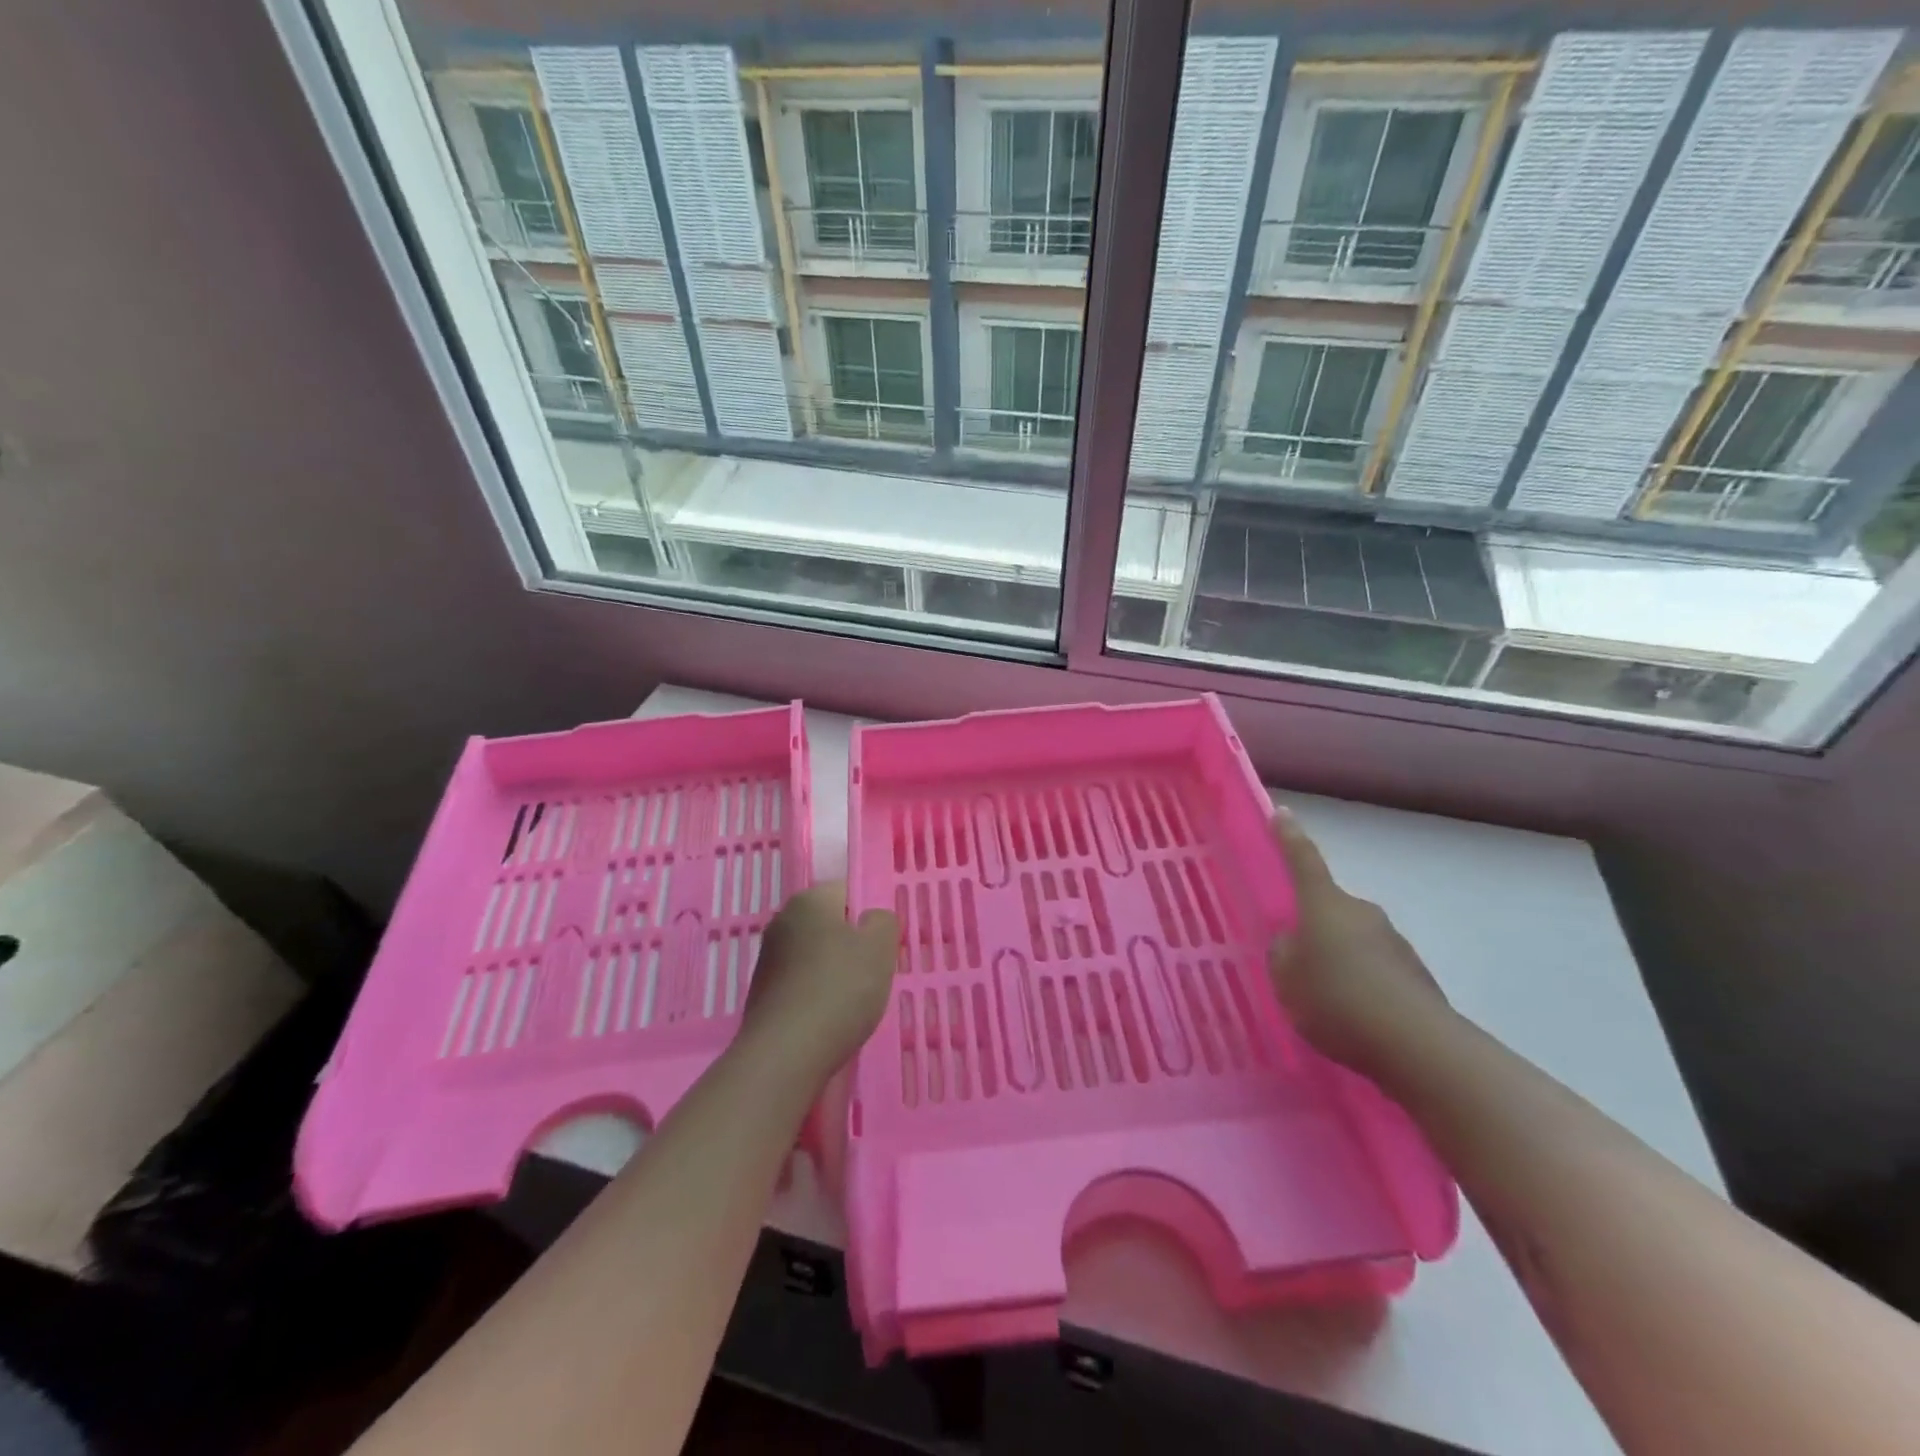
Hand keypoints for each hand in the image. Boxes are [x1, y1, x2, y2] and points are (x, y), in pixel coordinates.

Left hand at [738, 883, 898, 1085]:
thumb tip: (872, 919)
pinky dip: (818, 995)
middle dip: (853, 944)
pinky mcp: (762, 992)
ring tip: (855, 1001)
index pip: (848, 891)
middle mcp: (782, 920)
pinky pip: (802, 983)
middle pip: (830, 924)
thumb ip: (883, 921)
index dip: (870, 915)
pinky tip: (830, 1018)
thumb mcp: (880, 948)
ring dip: (835, 972)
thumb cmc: (839, 989)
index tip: (884, 944)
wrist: (785, 1054)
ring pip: (816, 955)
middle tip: (875, 972)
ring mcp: (768, 958)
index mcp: (809, 899)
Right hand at [1267, 809, 1451, 1079]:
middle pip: (1329, 908)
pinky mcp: (1414, 974)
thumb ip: (1283, 953)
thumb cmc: (1337, 1000)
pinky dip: (1362, 983)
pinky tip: (1354, 1015)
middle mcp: (1361, 912)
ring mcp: (1393, 941)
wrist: (1418, 1046)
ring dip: (1339, 957)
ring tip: (1325, 997)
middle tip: (1295, 956)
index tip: (1281, 812)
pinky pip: (1376, 969)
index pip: (1303, 860)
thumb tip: (1293, 942)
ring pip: (1353, 940)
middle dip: (1313, 924)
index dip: (1289, 837)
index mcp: (1324, 905)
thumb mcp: (1286, 978)